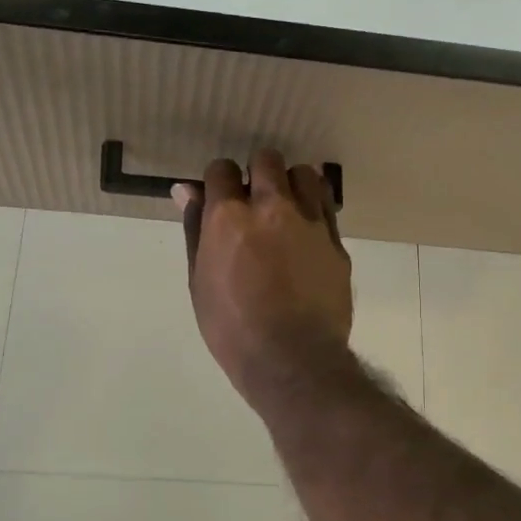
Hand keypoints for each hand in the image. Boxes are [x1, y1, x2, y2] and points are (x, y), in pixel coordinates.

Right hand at [175, 150, 352, 403]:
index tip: (221, 201)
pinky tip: (305, 231)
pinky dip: (314, 207)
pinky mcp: (336, 240)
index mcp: (229, 217)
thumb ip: (195, 230)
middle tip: (253, 203)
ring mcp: (310, 221)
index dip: (218, 183)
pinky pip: (326, 204)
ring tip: (285, 211)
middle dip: (256, 174)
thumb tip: (184, 190)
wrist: (292, 360)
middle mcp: (271, 207)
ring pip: (304, 174)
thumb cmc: (232, 328)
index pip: (221, 169)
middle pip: (266, 160)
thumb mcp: (199, 282)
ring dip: (291, 184)